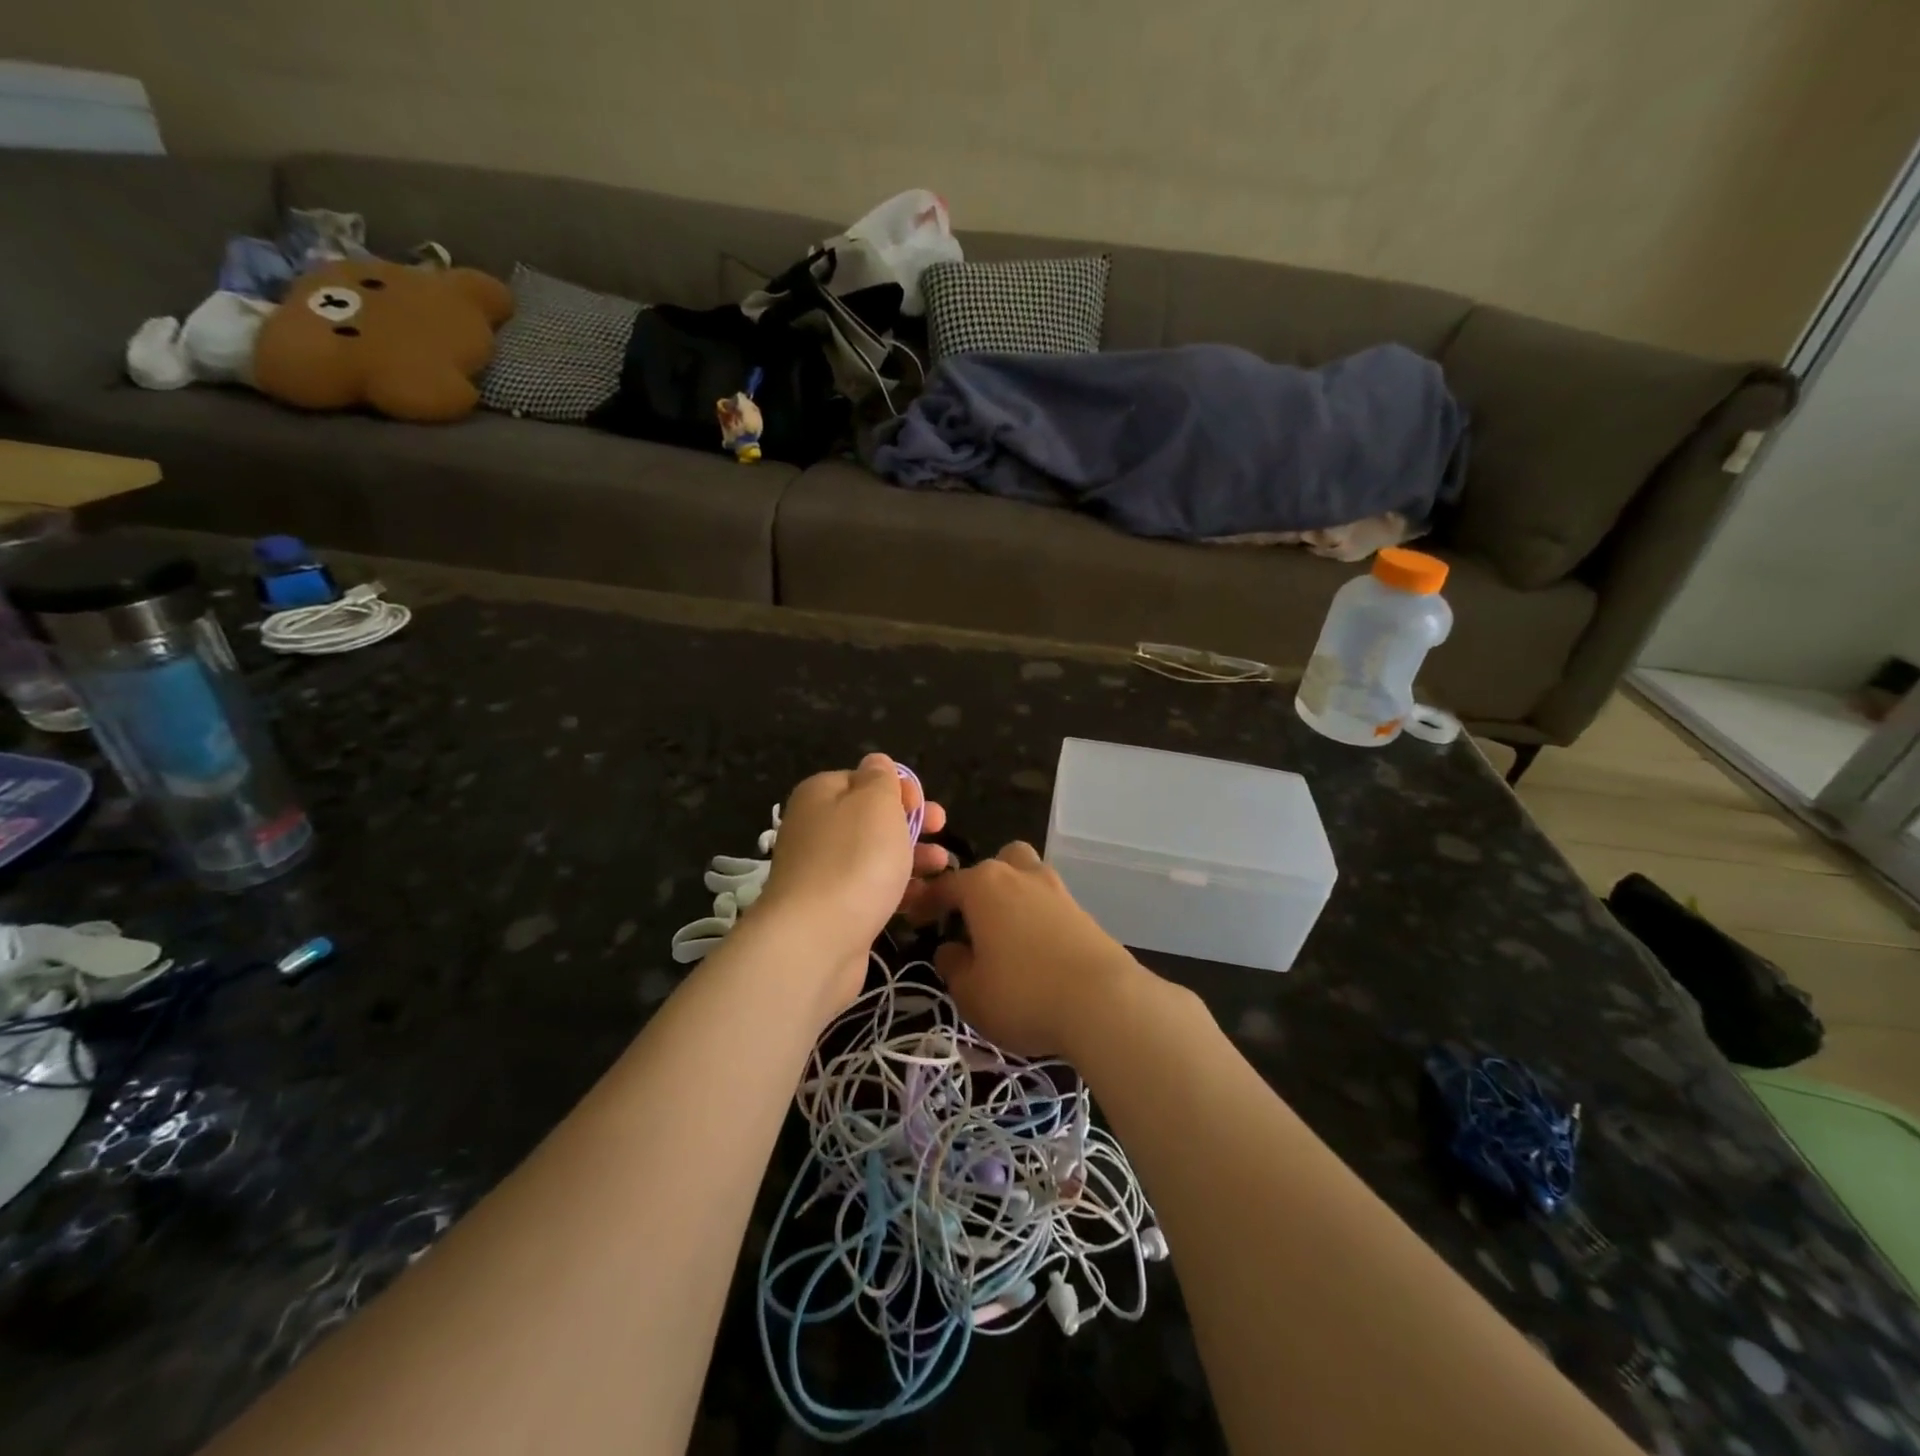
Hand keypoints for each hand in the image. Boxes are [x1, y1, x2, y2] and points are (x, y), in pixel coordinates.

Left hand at [758, 755, 948, 1009]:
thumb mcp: (875, 802)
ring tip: (942, 866)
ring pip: (875, 855)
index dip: (899, 788)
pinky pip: (872, 889)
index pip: (864, 779)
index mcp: (821, 794)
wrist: (816, 940)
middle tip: (942, 829)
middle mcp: (816, 828)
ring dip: (912, 857)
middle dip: (912, 823)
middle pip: (872, 818)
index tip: (924, 806)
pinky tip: (925, 899)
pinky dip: (899, 890)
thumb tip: (876, 763)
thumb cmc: (854, 859)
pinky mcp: (833, 909)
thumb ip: (881, 778)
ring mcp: (822, 871)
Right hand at [914, 842, 1142, 1056]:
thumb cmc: (1023, 993)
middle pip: (997, 863)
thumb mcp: (970, 992)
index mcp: (984, 885)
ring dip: (1014, 896)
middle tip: (973, 920)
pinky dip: (1038, 917)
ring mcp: (1057, 890)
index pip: (946, 884)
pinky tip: (1037, 950)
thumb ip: (953, 966)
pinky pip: (1050, 904)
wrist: (1104, 1001)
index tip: (916, 920)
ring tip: (1006, 935)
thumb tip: (950, 949)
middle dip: (982, 885)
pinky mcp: (1084, 912)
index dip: (927, 902)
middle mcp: (1021, 875)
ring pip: (1028, 876)